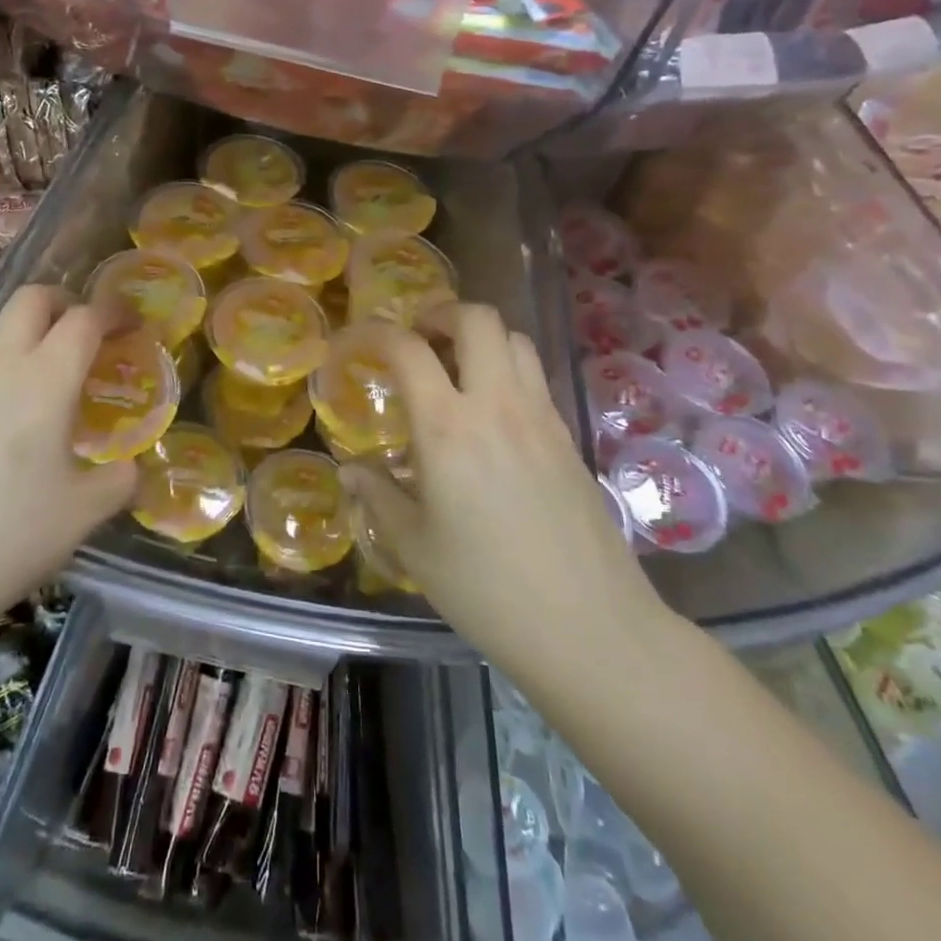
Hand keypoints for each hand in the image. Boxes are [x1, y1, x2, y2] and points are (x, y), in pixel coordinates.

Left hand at [0, 285, 137, 629]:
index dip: (112, 313)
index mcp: (42, 382)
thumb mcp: (84, 513)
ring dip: (29, 342)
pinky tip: (4, 433)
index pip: (82, 319)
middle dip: (63, 301)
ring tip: (49, 392)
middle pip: (29, 300)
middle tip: (86, 334)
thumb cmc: (10, 538)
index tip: (130, 326)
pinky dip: (1, 378)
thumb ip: (119, 479)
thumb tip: (130, 468)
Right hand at [344, 304, 672, 677]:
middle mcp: (497, 405)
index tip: (358, 341)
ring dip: (481, 337)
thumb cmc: (487, 590)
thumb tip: (350, 472)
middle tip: (419, 338)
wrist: (590, 627)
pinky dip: (508, 368)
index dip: (376, 333)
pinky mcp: (568, 436)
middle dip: (441, 313)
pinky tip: (493, 411)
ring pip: (515, 339)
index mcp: (448, 428)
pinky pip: (536, 376)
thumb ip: (379, 497)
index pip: (409, 349)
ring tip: (457, 367)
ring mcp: (541, 416)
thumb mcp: (415, 546)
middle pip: (477, 319)